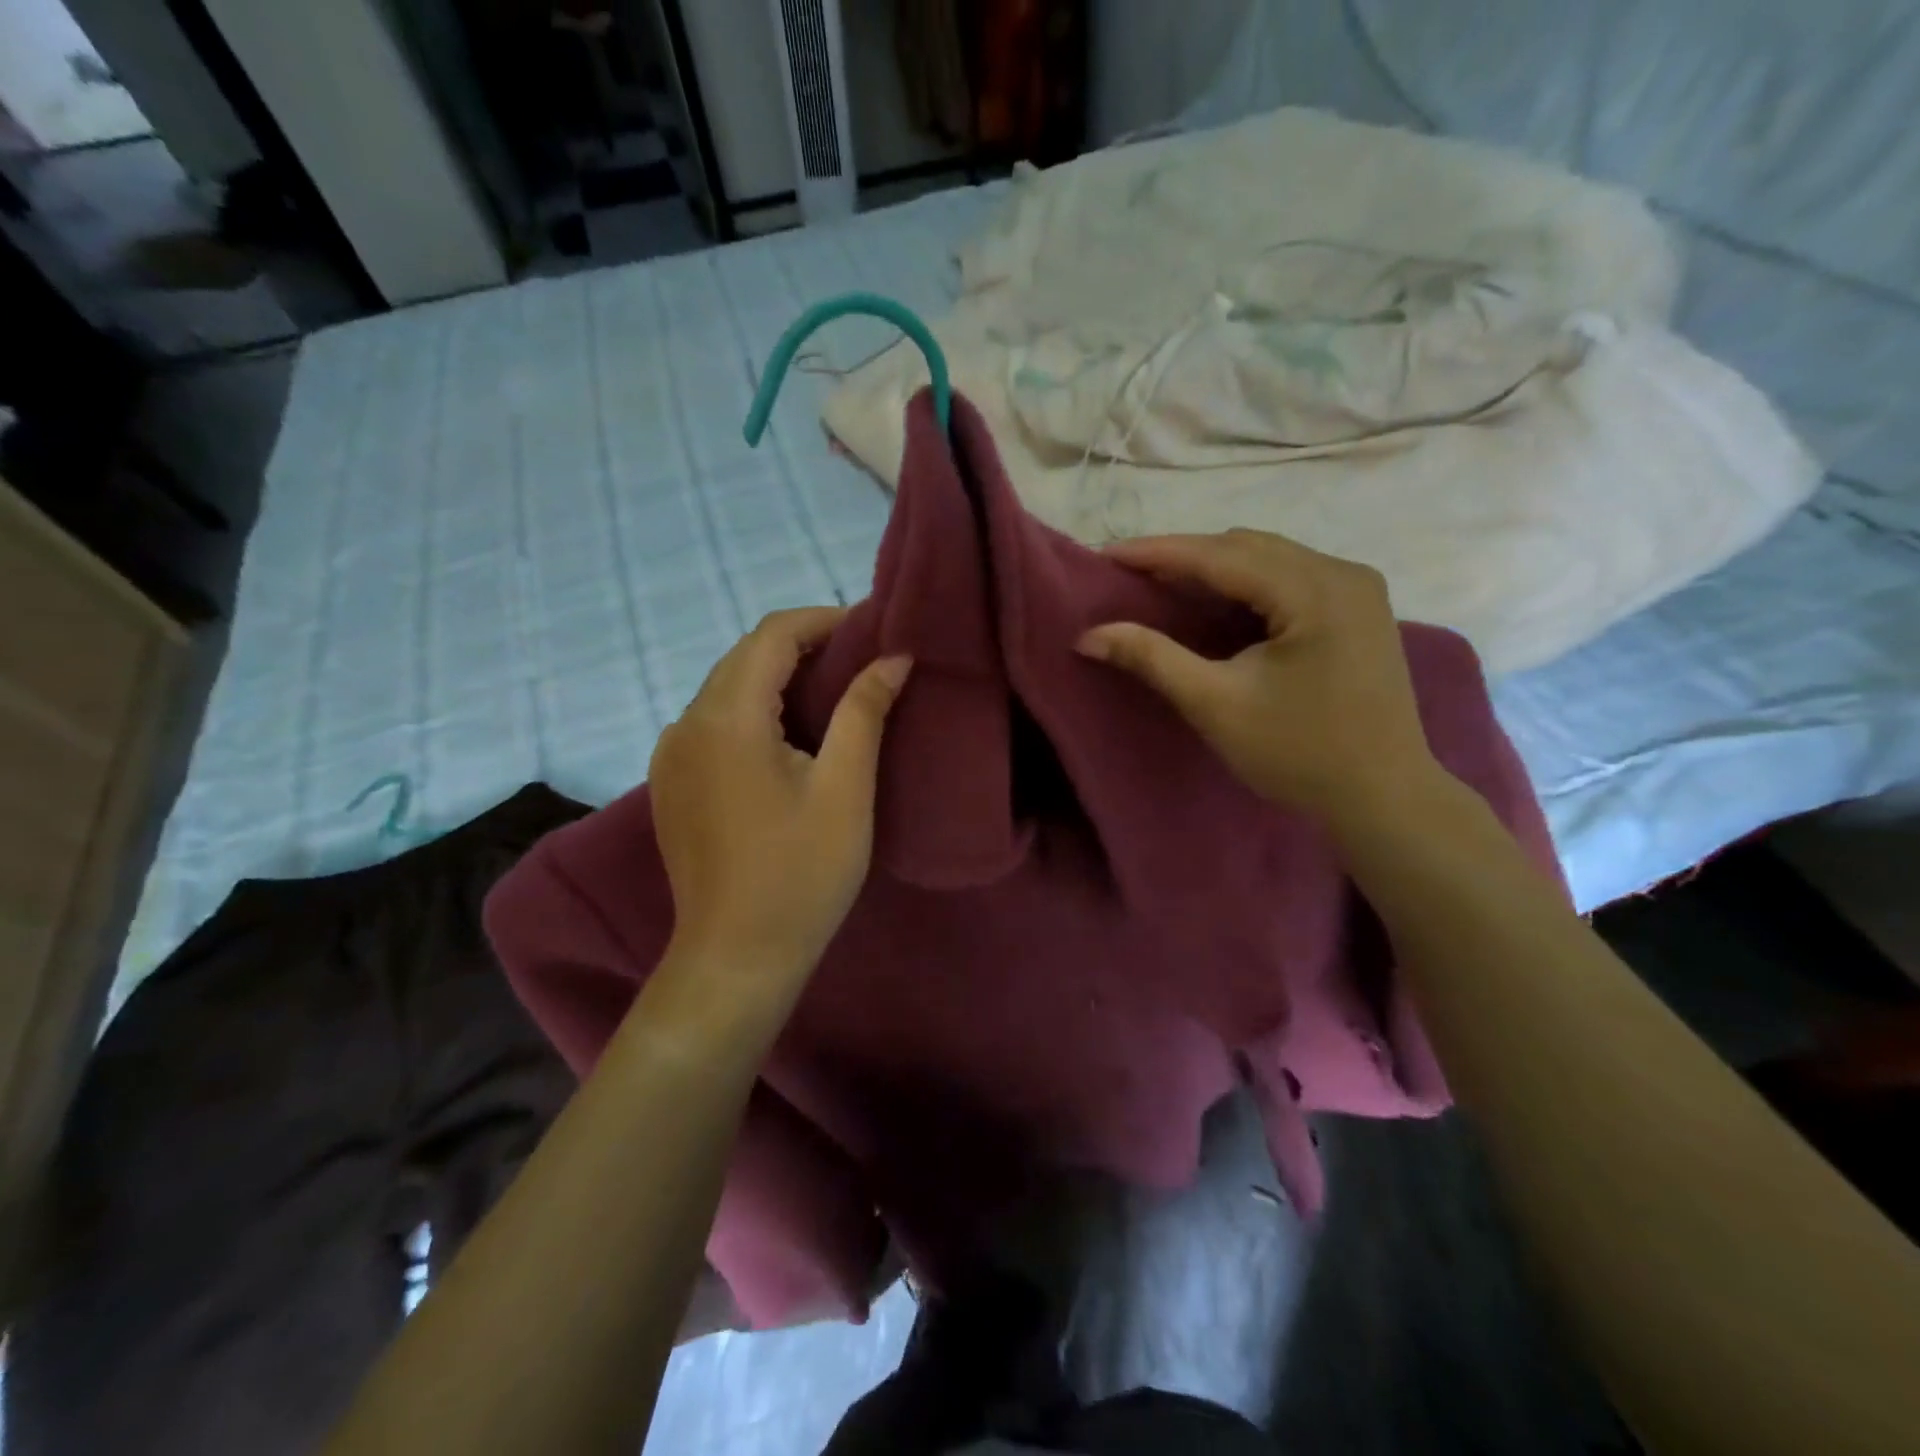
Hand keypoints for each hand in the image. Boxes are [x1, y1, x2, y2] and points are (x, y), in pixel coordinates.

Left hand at [649, 607, 911, 977]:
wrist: (737, 957)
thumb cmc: (801, 873)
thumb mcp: (845, 788)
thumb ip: (864, 711)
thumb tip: (894, 658)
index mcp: (726, 718)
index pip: (772, 635)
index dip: (823, 620)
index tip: (870, 631)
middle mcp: (685, 724)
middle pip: (745, 657)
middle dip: (803, 646)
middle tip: (860, 660)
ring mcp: (670, 755)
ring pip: (726, 689)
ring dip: (777, 678)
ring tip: (833, 694)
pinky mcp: (671, 783)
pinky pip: (713, 722)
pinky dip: (753, 710)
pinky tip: (788, 737)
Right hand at [1077, 529, 1439, 825]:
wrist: (1383, 797)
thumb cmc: (1298, 753)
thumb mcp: (1215, 704)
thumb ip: (1152, 659)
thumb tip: (1088, 636)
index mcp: (1314, 590)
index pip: (1220, 555)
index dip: (1157, 552)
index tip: (1104, 554)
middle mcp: (1342, 573)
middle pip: (1246, 547)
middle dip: (1184, 556)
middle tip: (1129, 573)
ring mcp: (1358, 589)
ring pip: (1269, 558)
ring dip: (1214, 567)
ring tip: (1163, 584)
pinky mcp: (1359, 610)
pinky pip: (1289, 577)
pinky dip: (1245, 584)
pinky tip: (1216, 602)